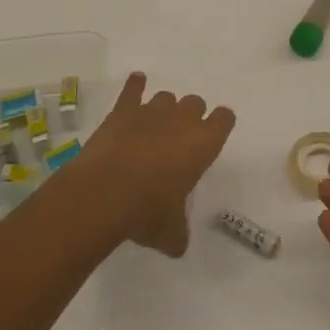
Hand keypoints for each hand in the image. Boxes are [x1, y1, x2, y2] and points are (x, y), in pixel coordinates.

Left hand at [71, 71, 235, 256]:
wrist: (104, 193)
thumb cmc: (147, 211)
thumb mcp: (170, 232)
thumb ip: (178, 234)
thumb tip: (176, 246)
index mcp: (204, 143)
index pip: (225, 119)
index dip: (220, 124)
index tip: (215, 133)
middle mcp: (182, 120)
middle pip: (196, 103)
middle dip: (190, 117)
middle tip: (180, 139)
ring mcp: (151, 111)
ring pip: (166, 97)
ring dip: (164, 109)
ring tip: (154, 128)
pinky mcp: (122, 110)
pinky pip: (133, 89)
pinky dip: (135, 86)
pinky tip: (136, 83)